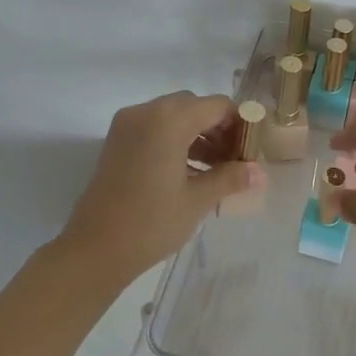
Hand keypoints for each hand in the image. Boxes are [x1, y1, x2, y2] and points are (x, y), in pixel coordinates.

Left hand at [56, 91, 264, 284]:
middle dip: (219, 128)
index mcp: (169, 120)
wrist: (95, 249)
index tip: (253, 149)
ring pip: (173, 117)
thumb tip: (260, 172)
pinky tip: (191, 172)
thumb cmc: (151, 223)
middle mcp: (146, 112)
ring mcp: (127, 126)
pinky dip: (176, 141)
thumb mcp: (197, 200)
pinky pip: (155, 129)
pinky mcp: (117, 142)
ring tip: (217, 170)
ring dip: (198, 135)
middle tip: (236, 160)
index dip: (240, 123)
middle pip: (194, 106)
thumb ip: (230, 178)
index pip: (217, 106)